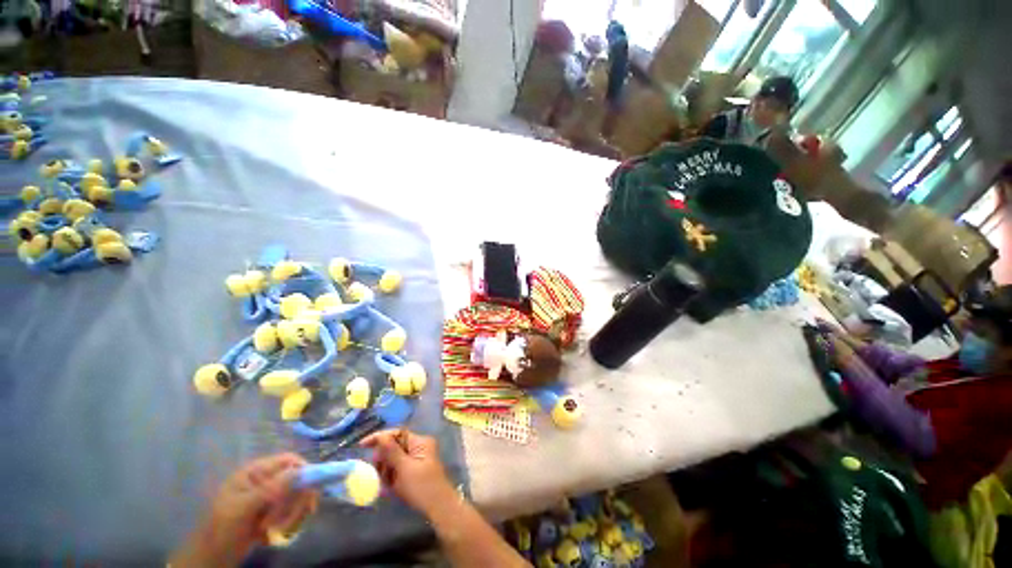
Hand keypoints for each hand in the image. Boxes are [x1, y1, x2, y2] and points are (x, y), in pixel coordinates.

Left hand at [171, 453, 317, 566]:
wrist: (213, 556)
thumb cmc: (223, 527)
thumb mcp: (244, 508)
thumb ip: (271, 488)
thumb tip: (301, 471)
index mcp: (256, 472)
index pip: (288, 460)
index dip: (303, 469)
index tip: (313, 486)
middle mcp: (266, 480)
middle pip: (297, 480)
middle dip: (295, 501)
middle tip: (291, 518)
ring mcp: (270, 497)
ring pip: (296, 497)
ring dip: (291, 514)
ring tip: (275, 530)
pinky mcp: (274, 512)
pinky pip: (292, 510)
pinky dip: (288, 522)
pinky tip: (275, 533)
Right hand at [361, 430, 456, 516]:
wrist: (439, 507)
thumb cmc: (422, 487)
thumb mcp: (404, 469)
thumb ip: (392, 452)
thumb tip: (380, 437)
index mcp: (420, 441)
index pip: (397, 433)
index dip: (379, 437)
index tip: (362, 445)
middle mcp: (419, 446)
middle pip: (394, 446)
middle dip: (384, 459)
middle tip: (379, 473)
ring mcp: (417, 458)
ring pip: (394, 459)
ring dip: (387, 470)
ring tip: (388, 483)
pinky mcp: (415, 470)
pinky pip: (398, 468)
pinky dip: (392, 476)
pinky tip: (390, 487)